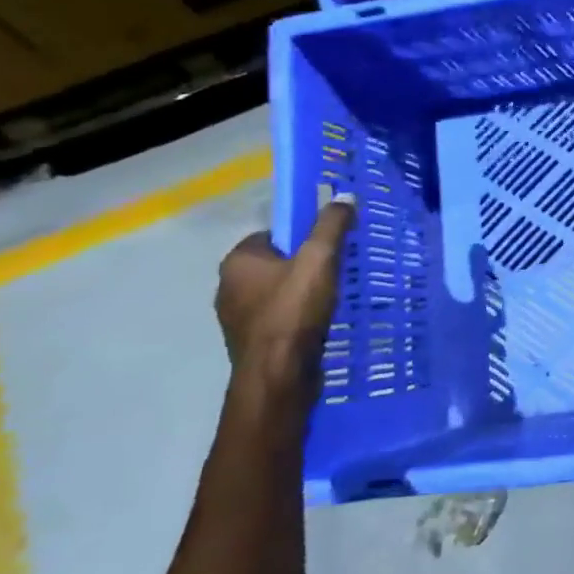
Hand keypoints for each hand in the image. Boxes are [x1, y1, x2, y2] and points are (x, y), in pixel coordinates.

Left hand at [215, 203, 353, 415]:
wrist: (279, 377)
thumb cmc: (293, 312)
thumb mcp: (319, 259)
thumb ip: (331, 226)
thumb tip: (345, 196)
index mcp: (237, 261)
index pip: (272, 235)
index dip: (301, 237)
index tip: (328, 246)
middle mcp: (228, 287)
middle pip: (276, 264)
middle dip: (304, 266)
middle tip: (336, 270)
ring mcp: (238, 318)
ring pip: (278, 293)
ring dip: (302, 294)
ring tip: (334, 297)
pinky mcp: (252, 343)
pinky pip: (279, 319)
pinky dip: (298, 318)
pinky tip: (321, 323)